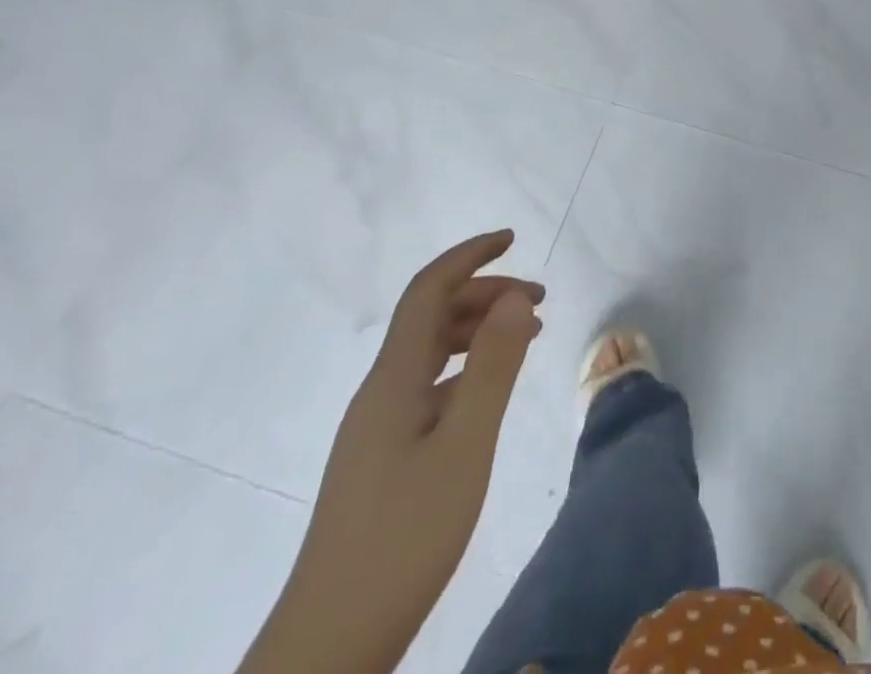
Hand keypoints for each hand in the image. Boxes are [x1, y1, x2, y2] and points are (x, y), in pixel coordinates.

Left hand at [239, 231, 543, 673]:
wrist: (330, 645)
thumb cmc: (404, 537)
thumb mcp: (465, 446)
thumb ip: (493, 366)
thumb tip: (516, 296)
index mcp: (394, 378)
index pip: (428, 290)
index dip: (469, 256)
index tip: (513, 237)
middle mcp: (380, 391)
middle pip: (430, 316)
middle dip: (485, 293)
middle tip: (540, 301)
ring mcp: (377, 426)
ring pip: (429, 351)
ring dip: (476, 329)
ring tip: (526, 337)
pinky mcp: (382, 457)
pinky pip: (428, 384)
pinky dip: (465, 367)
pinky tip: (488, 391)